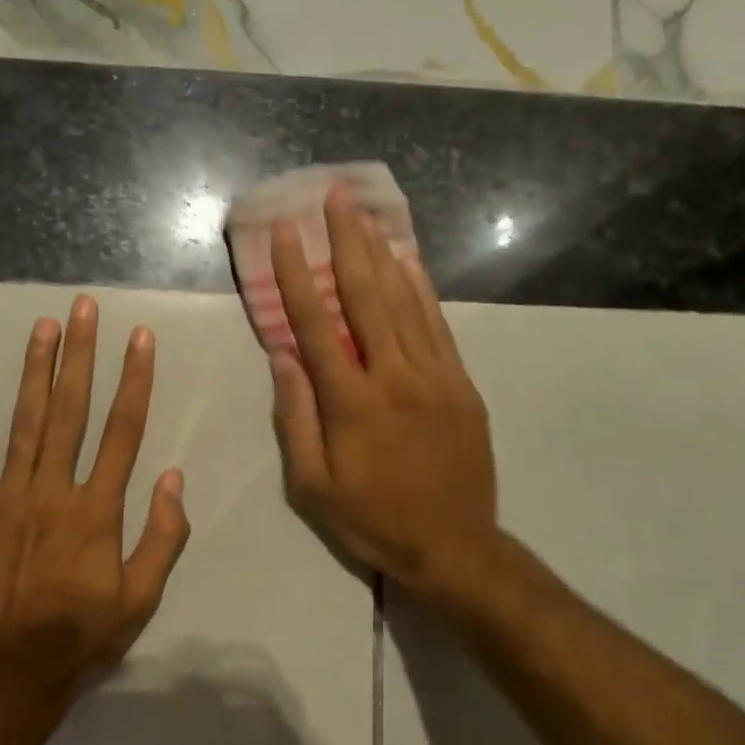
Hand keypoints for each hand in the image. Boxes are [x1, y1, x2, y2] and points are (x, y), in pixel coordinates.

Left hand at [0, 294, 189, 698]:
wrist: (7, 677)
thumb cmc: (82, 637)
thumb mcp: (141, 599)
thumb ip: (163, 537)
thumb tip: (172, 477)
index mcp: (97, 510)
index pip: (122, 430)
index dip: (133, 380)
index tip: (139, 339)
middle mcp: (53, 491)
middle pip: (70, 411)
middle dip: (80, 355)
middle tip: (83, 307)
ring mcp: (6, 499)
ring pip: (23, 422)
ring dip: (35, 370)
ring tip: (44, 326)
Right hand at [269, 186, 501, 611]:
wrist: (455, 548)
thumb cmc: (372, 520)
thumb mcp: (312, 487)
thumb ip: (296, 418)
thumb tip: (283, 355)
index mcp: (352, 403)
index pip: (317, 324)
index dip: (297, 274)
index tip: (286, 232)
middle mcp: (394, 377)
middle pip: (366, 296)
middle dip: (347, 241)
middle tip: (335, 196)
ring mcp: (435, 376)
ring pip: (404, 301)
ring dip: (382, 253)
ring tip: (366, 213)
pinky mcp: (461, 384)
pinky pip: (438, 325)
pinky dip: (421, 288)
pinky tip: (408, 260)